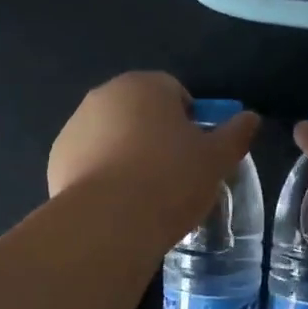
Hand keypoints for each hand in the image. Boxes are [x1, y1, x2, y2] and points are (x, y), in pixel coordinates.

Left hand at [48, 73, 259, 240]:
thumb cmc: (171, 180)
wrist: (109, 222)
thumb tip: (250, 117)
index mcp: (145, 86)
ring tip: (145, 195)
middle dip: (156, 136)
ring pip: (112, 137)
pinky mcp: (57, 160)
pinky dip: (103, 176)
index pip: (175, 92)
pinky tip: (118, 205)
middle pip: (140, 112)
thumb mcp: (216, 159)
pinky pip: (90, 162)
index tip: (198, 153)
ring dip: (128, 155)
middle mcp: (104, 96)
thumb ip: (235, 134)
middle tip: (175, 175)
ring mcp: (75, 127)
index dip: (191, 122)